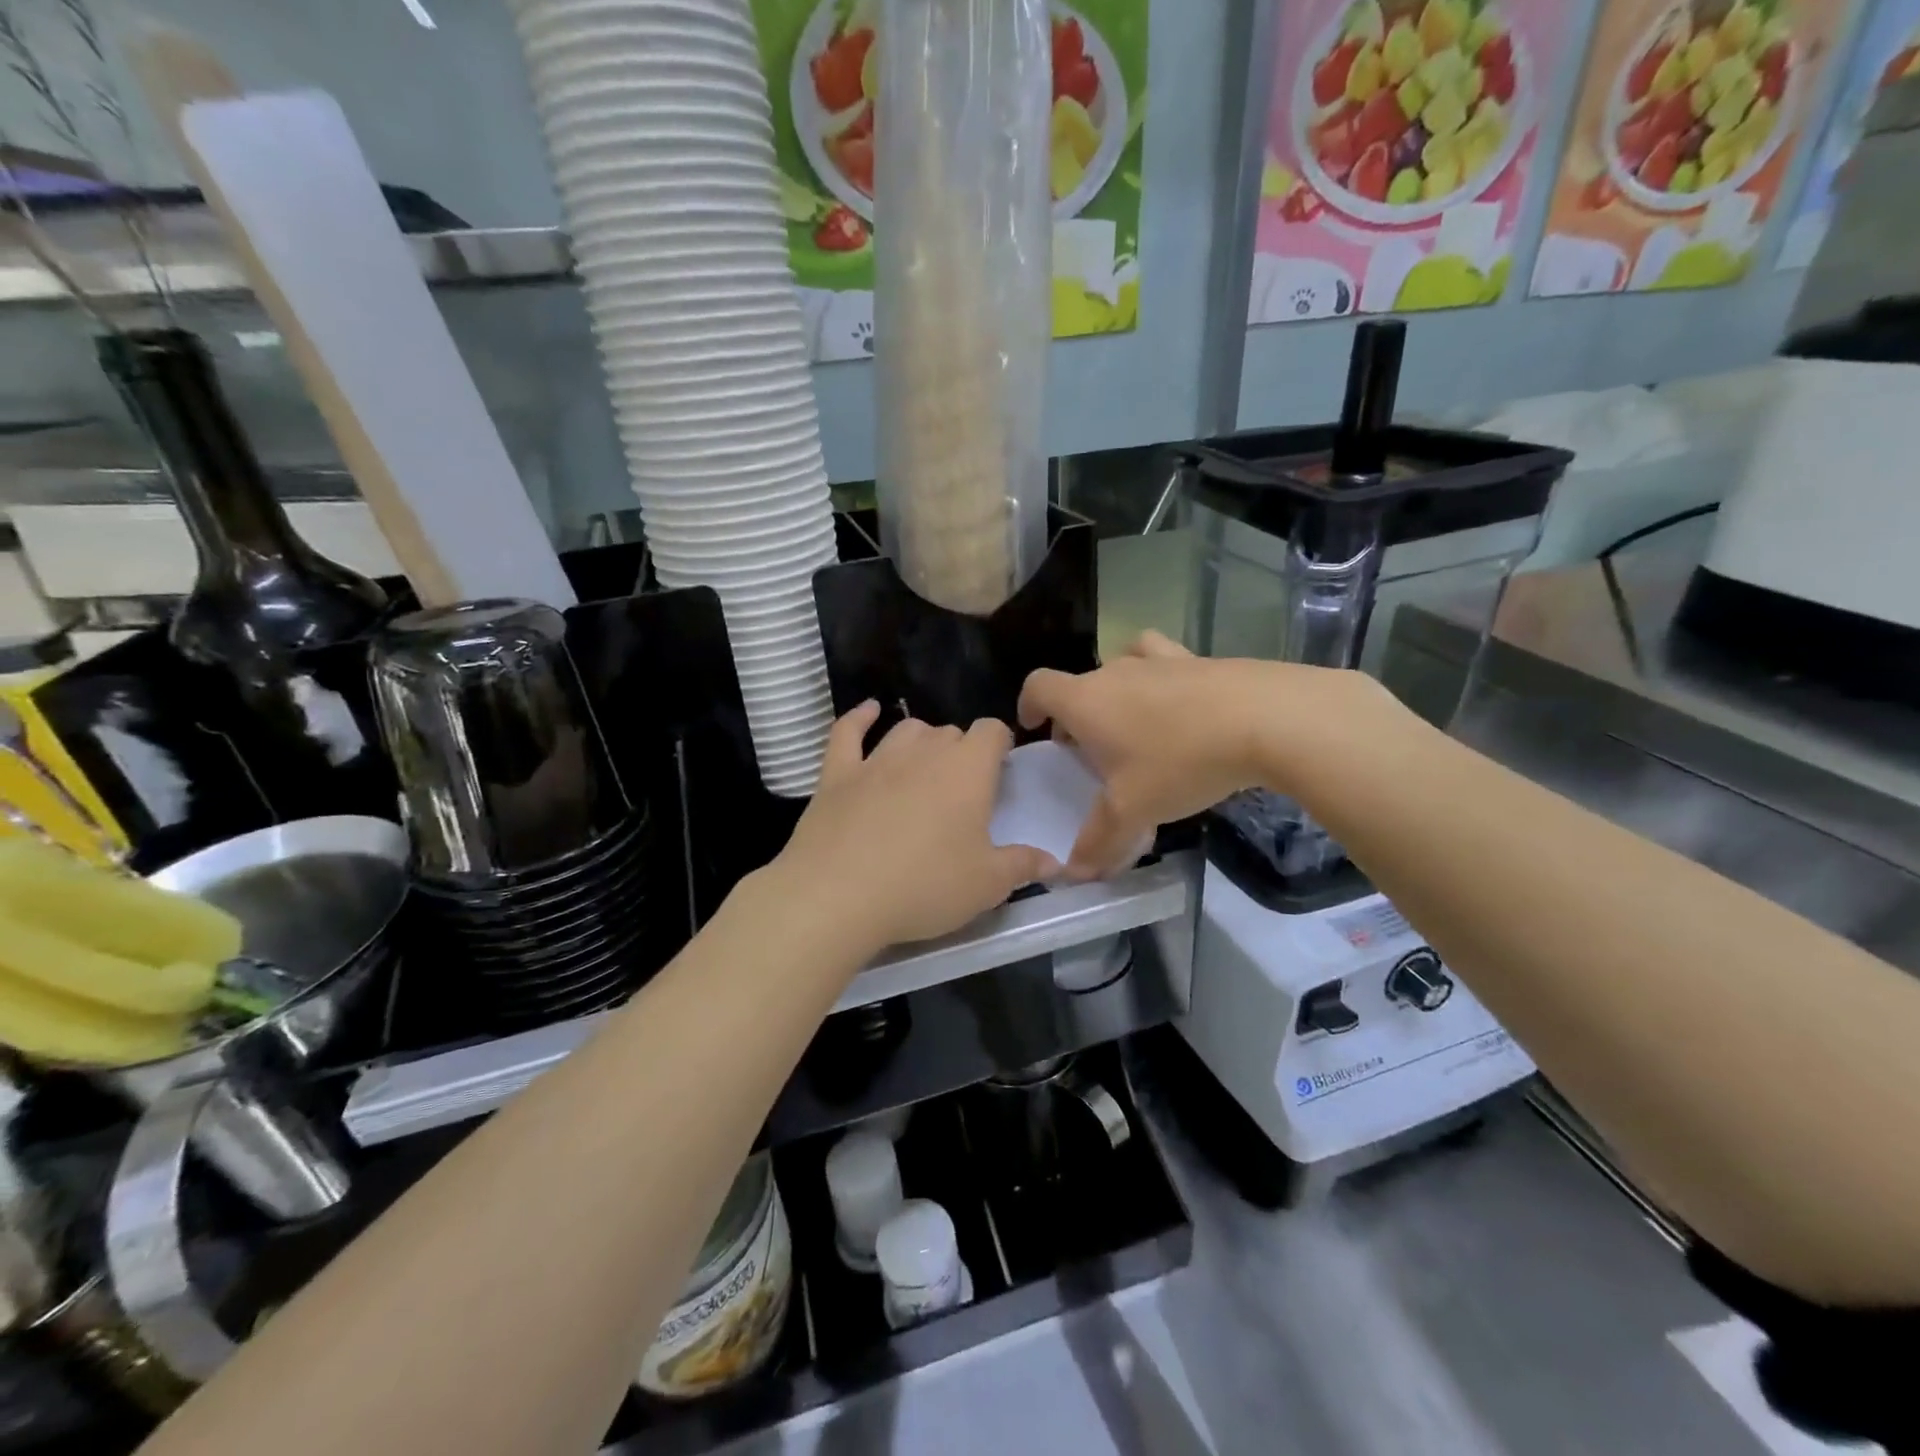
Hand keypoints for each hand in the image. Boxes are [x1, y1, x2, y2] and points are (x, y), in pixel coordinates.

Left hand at [770, 703, 1056, 956]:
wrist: (837, 895)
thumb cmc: (924, 886)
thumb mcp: (986, 885)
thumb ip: (1023, 866)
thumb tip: (1055, 862)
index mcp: (967, 770)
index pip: (992, 732)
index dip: (1000, 745)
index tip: (1001, 772)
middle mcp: (924, 752)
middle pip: (950, 732)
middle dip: (961, 752)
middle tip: (963, 791)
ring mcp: (876, 759)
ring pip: (907, 730)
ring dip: (921, 741)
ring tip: (925, 765)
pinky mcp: (836, 773)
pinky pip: (848, 732)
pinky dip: (859, 718)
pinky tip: (868, 712)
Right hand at [1018, 631, 1391, 878]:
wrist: (1266, 719)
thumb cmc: (1181, 761)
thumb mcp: (1134, 810)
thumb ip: (1100, 841)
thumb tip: (1075, 872)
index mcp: (1086, 701)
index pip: (1039, 686)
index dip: (1029, 705)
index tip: (1034, 727)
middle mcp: (1115, 671)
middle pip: (1080, 684)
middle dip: (1077, 715)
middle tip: (1091, 752)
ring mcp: (1159, 660)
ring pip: (1121, 666)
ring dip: (1117, 691)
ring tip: (1133, 723)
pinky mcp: (1200, 659)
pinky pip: (1165, 663)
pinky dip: (1161, 680)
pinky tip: (1180, 704)